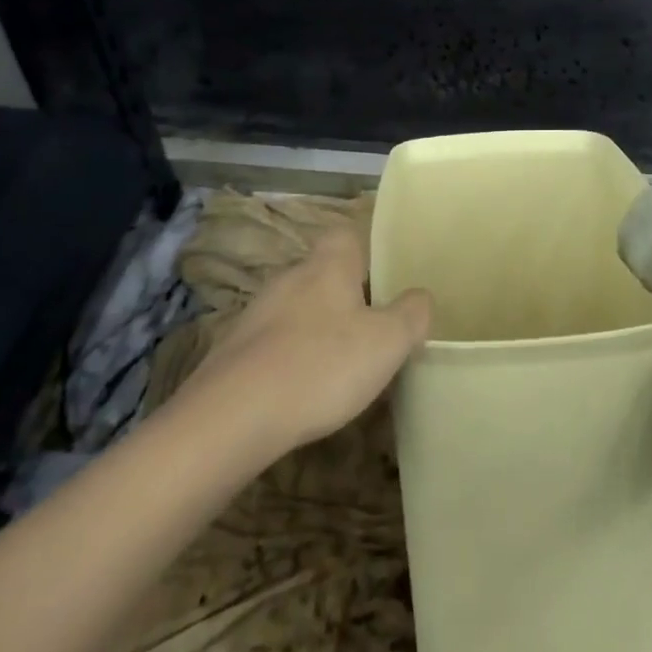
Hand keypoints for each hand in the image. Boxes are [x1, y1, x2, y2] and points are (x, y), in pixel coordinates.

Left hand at [186, 227, 433, 452]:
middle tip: (372, 330)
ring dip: (318, 330)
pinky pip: (274, 344)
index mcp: (328, 265)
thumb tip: (421, 296)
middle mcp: (290, 277)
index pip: (346, 233)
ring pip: (298, 309)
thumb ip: (412, 314)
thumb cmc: (321, 366)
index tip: (385, 280)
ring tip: (341, 367)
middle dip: (346, 297)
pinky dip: (290, 359)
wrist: (231, 418)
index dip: (367, 251)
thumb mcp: (387, 342)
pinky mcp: (233, 352)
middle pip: (323, 273)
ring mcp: (256, 314)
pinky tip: (303, 392)